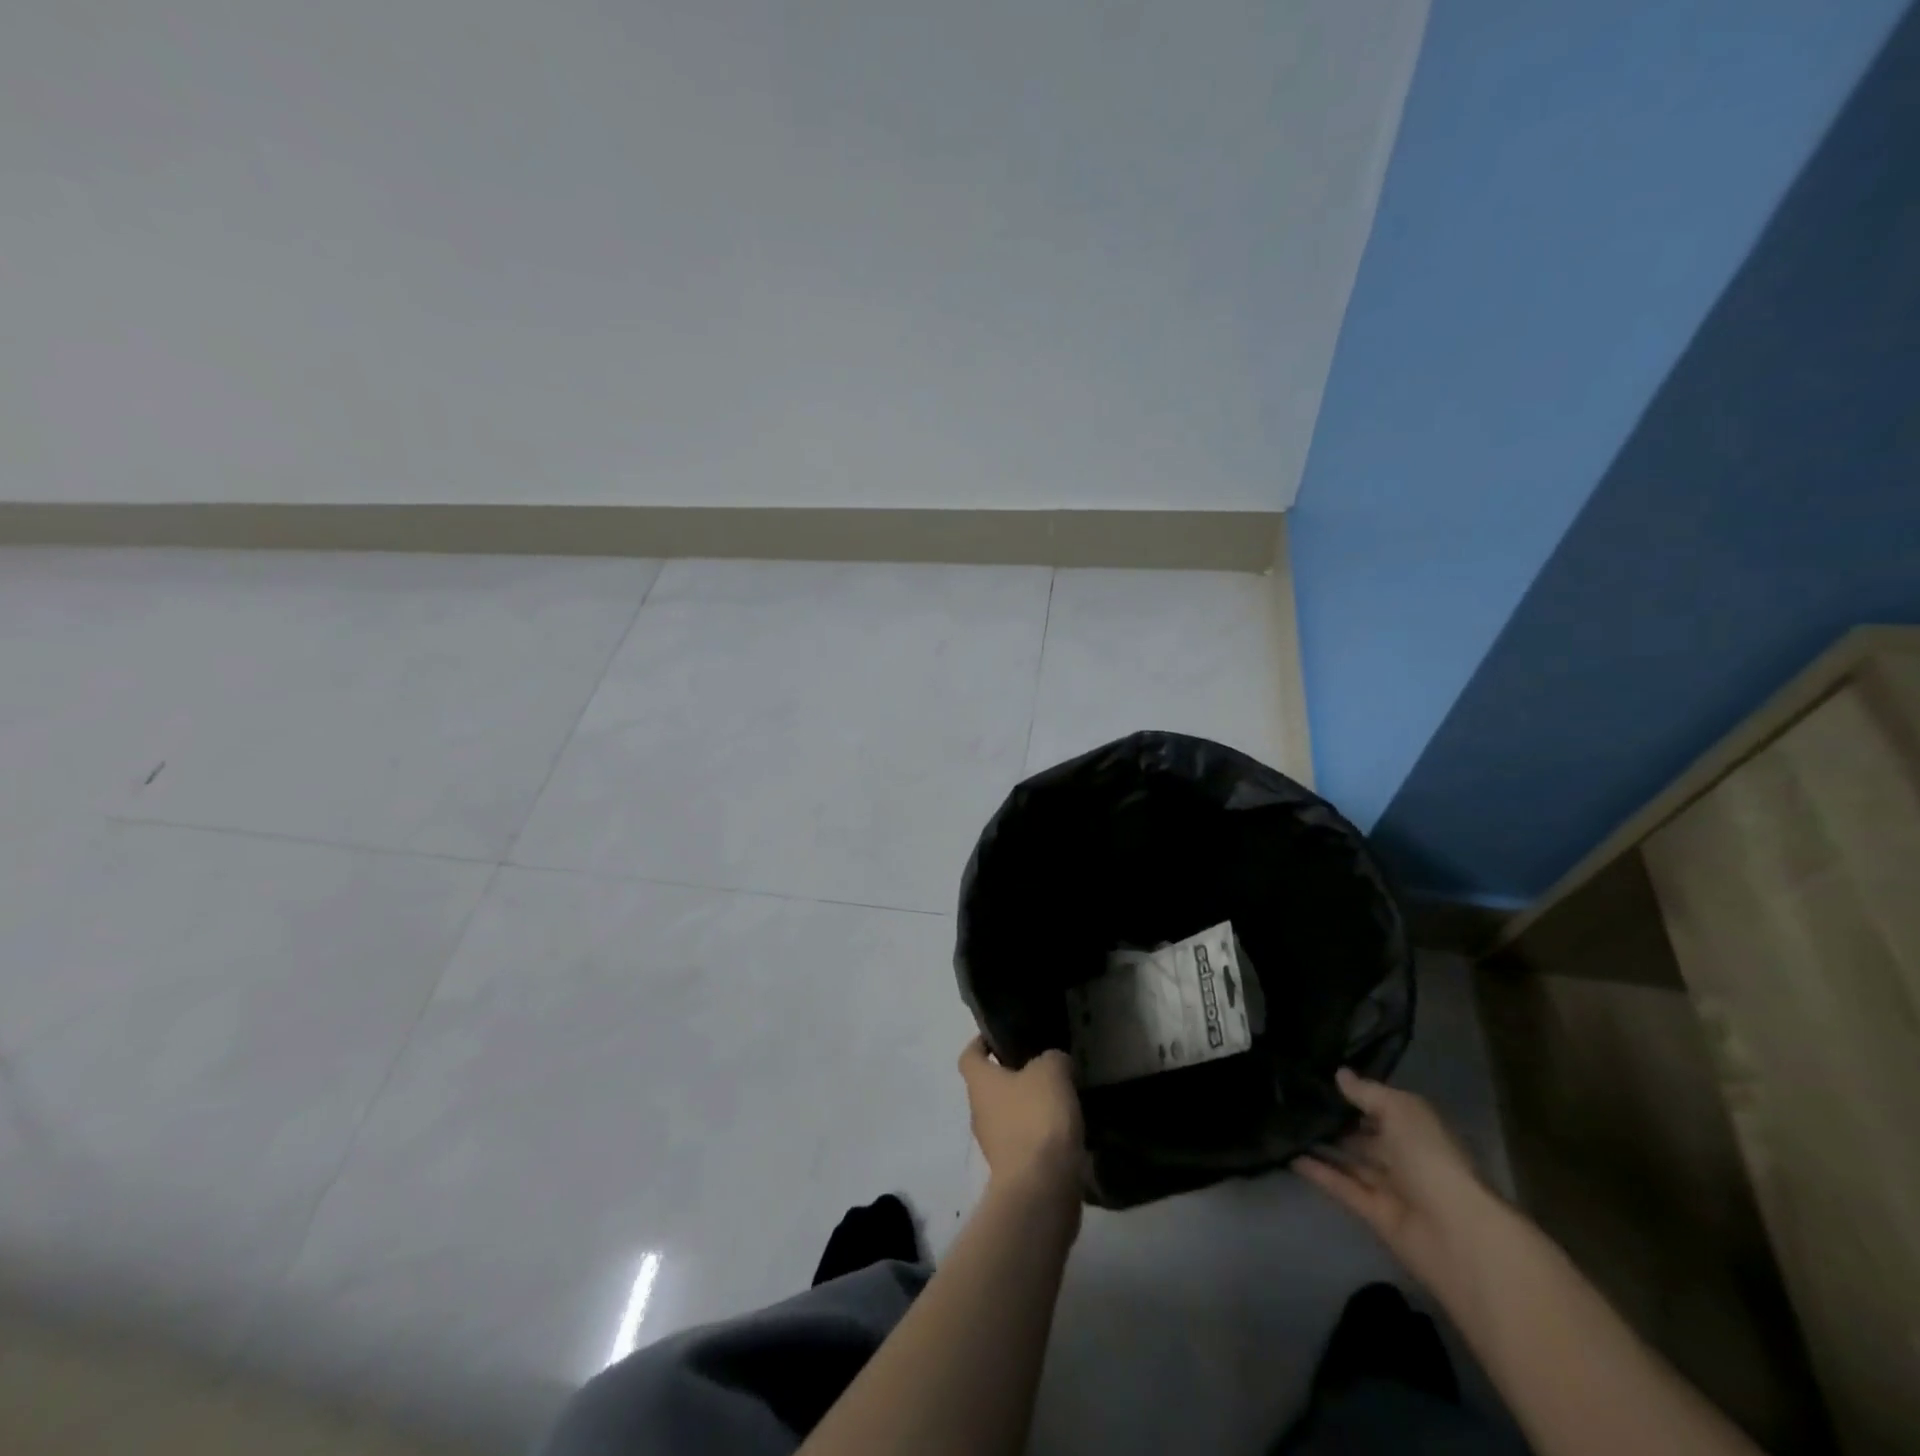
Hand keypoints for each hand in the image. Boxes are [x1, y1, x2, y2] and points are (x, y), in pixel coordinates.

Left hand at [958, 1038, 1083, 1197]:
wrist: (1041, 1188)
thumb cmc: (1037, 1118)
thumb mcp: (1051, 1071)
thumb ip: (1052, 1058)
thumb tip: (1054, 1063)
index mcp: (979, 1083)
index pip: (969, 1056)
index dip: (981, 1043)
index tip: (1002, 1037)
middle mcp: (979, 1112)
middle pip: (990, 1086)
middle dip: (1013, 1075)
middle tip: (1043, 1066)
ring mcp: (994, 1144)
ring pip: (1008, 1114)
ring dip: (1029, 1106)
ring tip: (1059, 1097)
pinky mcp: (1013, 1170)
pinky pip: (1024, 1141)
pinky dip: (1040, 1133)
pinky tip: (1064, 1129)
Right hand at [1297, 1068, 1493, 1294]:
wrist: (1455, 1233)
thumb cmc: (1431, 1158)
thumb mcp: (1400, 1110)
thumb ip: (1367, 1092)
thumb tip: (1340, 1074)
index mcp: (1418, 1129)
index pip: (1383, 1107)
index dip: (1355, 1094)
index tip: (1317, 1078)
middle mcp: (1405, 1156)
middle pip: (1366, 1135)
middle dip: (1336, 1120)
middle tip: (1294, 1100)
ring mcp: (1391, 1187)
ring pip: (1352, 1162)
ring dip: (1323, 1146)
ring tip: (1284, 1125)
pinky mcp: (1375, 1214)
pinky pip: (1343, 1188)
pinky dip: (1319, 1174)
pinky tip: (1289, 1156)